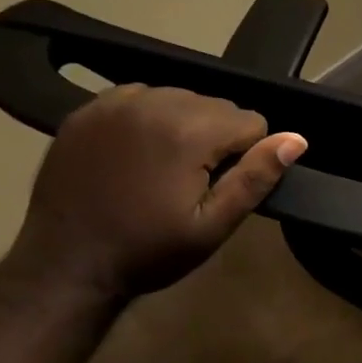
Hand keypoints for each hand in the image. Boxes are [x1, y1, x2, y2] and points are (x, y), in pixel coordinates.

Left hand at [5, 85, 305, 299]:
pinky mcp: (87, 110)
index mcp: (188, 131)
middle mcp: (154, 103)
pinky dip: (150, 118)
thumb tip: (296, 139)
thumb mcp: (213, 226)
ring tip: (165, 168)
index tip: (219, 187)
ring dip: (185, 125)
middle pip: (218, 105)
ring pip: (181, 98)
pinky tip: (138, 153)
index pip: (252, 121)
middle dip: (217, 138)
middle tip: (192, 182)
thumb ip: (256, 177)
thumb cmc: (148, 251)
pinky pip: (141, 97)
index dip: (247, 156)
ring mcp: (116, 103)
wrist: (65, 265)